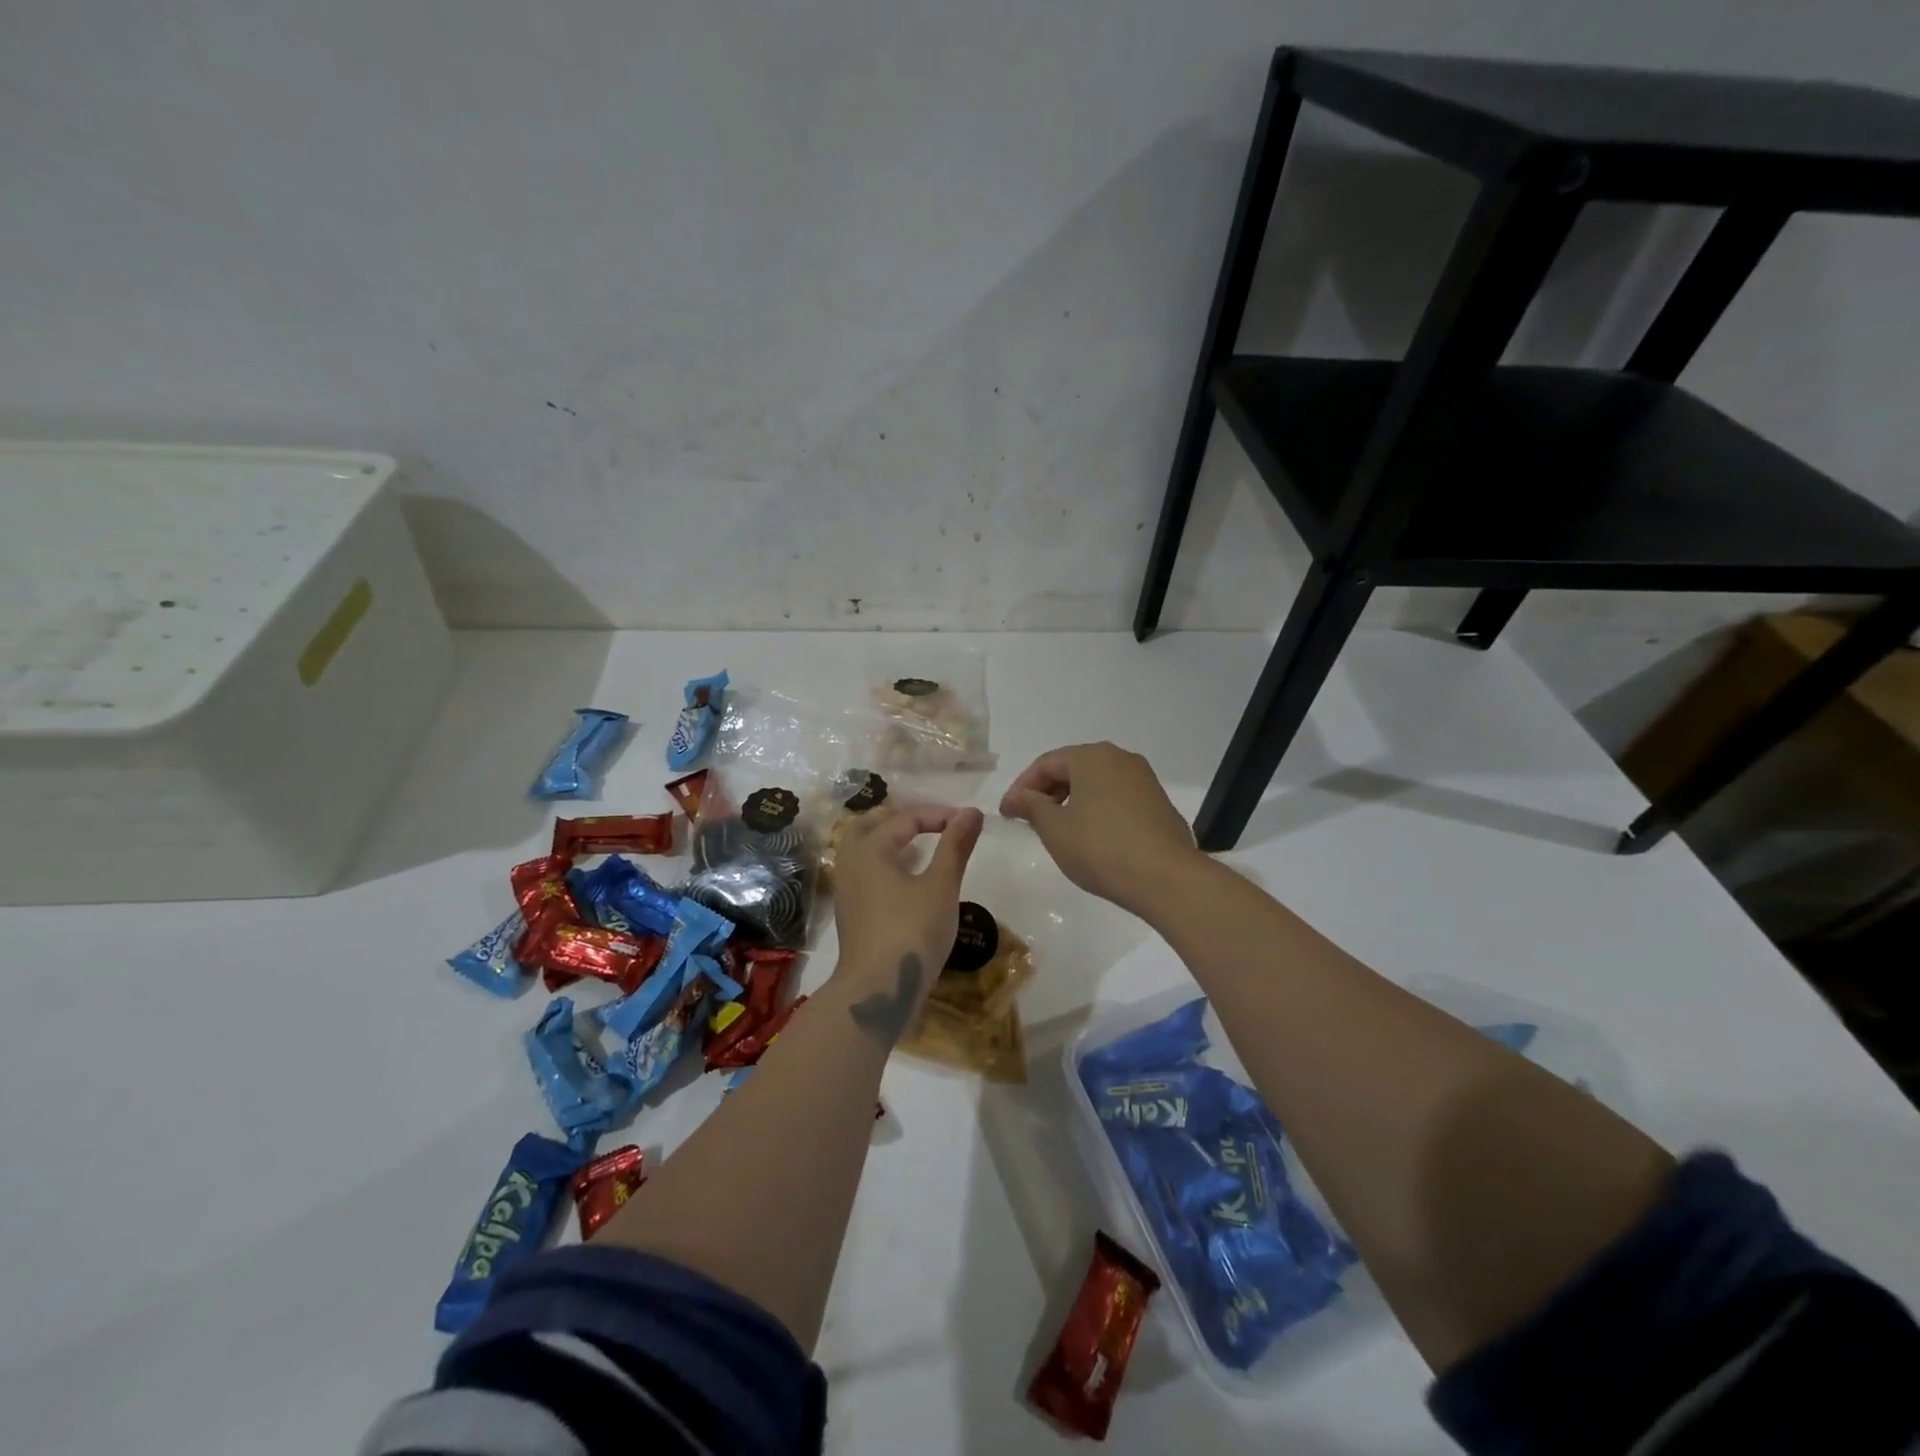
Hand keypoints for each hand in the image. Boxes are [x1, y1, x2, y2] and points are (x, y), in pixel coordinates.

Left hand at [831, 803, 983, 1040]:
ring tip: (922, 846)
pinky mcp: (851, 913)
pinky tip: (910, 879)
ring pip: (864, 850)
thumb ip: (955, 846)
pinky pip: (866, 873)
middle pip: (871, 825)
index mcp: (869, 849)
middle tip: (934, 823)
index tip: (969, 822)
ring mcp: (847, 890)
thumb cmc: (911, 932)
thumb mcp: (941, 886)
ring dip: (891, 841)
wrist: (877, 991)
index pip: (905, 818)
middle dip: (903, 819)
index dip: (939, 814)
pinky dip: (886, 864)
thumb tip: (972, 811)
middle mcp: (851, 863)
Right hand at [999, 742, 1199, 912]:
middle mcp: (1120, 758)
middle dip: (1047, 793)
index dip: (1021, 787)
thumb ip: (1031, 806)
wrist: (1166, 878)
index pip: (1046, 764)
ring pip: (1096, 783)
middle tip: (1028, 820)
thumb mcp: (1055, 829)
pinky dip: (1096, 810)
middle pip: (1073, 769)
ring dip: (1071, 802)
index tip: (1006, 814)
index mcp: (1092, 757)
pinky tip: (1091, 837)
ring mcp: (1144, 780)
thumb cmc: (1101, 848)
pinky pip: (1117, 798)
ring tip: (1057, 830)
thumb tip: (1018, 797)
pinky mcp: (1159, 803)